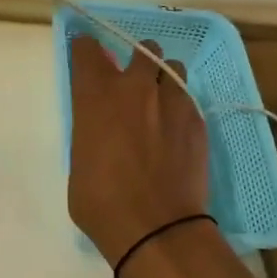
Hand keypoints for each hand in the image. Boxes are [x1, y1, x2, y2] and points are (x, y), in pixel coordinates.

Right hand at [67, 35, 211, 277]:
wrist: (157, 229)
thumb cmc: (102, 203)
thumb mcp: (79, 162)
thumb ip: (90, 132)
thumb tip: (100, 128)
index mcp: (97, 96)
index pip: (87, 50)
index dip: (85, 48)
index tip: (85, 54)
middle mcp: (136, 88)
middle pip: (142, 48)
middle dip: (136, 59)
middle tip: (131, 82)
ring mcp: (172, 101)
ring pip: (172, 68)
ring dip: (163, 78)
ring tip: (159, 103)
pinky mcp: (197, 120)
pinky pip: (188, 99)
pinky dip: (179, 106)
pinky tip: (174, 131)